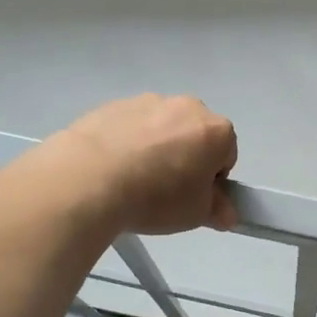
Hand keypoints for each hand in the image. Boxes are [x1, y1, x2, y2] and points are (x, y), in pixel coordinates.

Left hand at [51, 94, 238, 234]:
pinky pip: (130, 126)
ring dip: (157, 148)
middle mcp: (186, 107)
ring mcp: (148, 101)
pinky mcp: (114, 105)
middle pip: (195, 135)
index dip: (213, 180)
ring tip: (134, 180)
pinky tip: (112, 168)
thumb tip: (225, 212)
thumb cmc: (156, 197)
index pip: (226, 155)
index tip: (193, 198)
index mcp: (215, 131)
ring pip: (162, 128)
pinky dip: (128, 142)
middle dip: (186, 158)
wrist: (89, 178)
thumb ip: (217, 210)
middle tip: (166, 190)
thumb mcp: (196, 215)